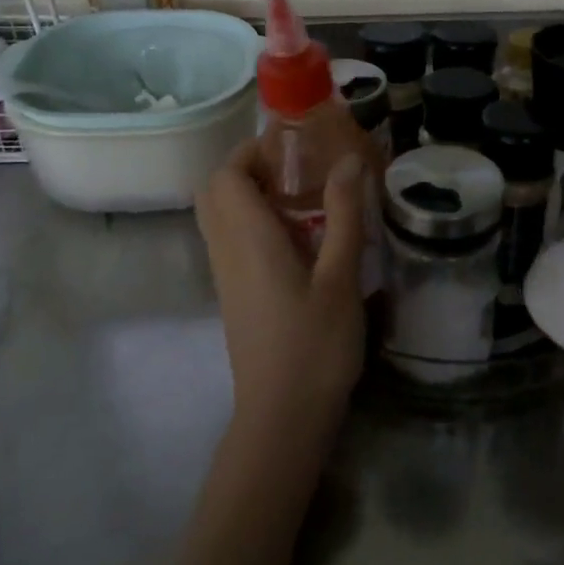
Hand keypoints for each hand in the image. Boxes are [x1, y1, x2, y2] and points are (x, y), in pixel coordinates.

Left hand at [197, 142, 367, 446]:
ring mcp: (226, 276)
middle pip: (215, 192)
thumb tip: (348, 160)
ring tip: (302, 198)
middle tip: (296, 169)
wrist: (282, 417)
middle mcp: (226, 251)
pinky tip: (298, 239)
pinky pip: (232, 241)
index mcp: (248, 239)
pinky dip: (254, 223)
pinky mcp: (234, 296)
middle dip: (248, 168)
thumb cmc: (315, 345)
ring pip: (220, 217)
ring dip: (251, 195)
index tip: (294, 147)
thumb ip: (344, 215)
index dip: (252, 151)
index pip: (226, 175)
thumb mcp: (340, 277)